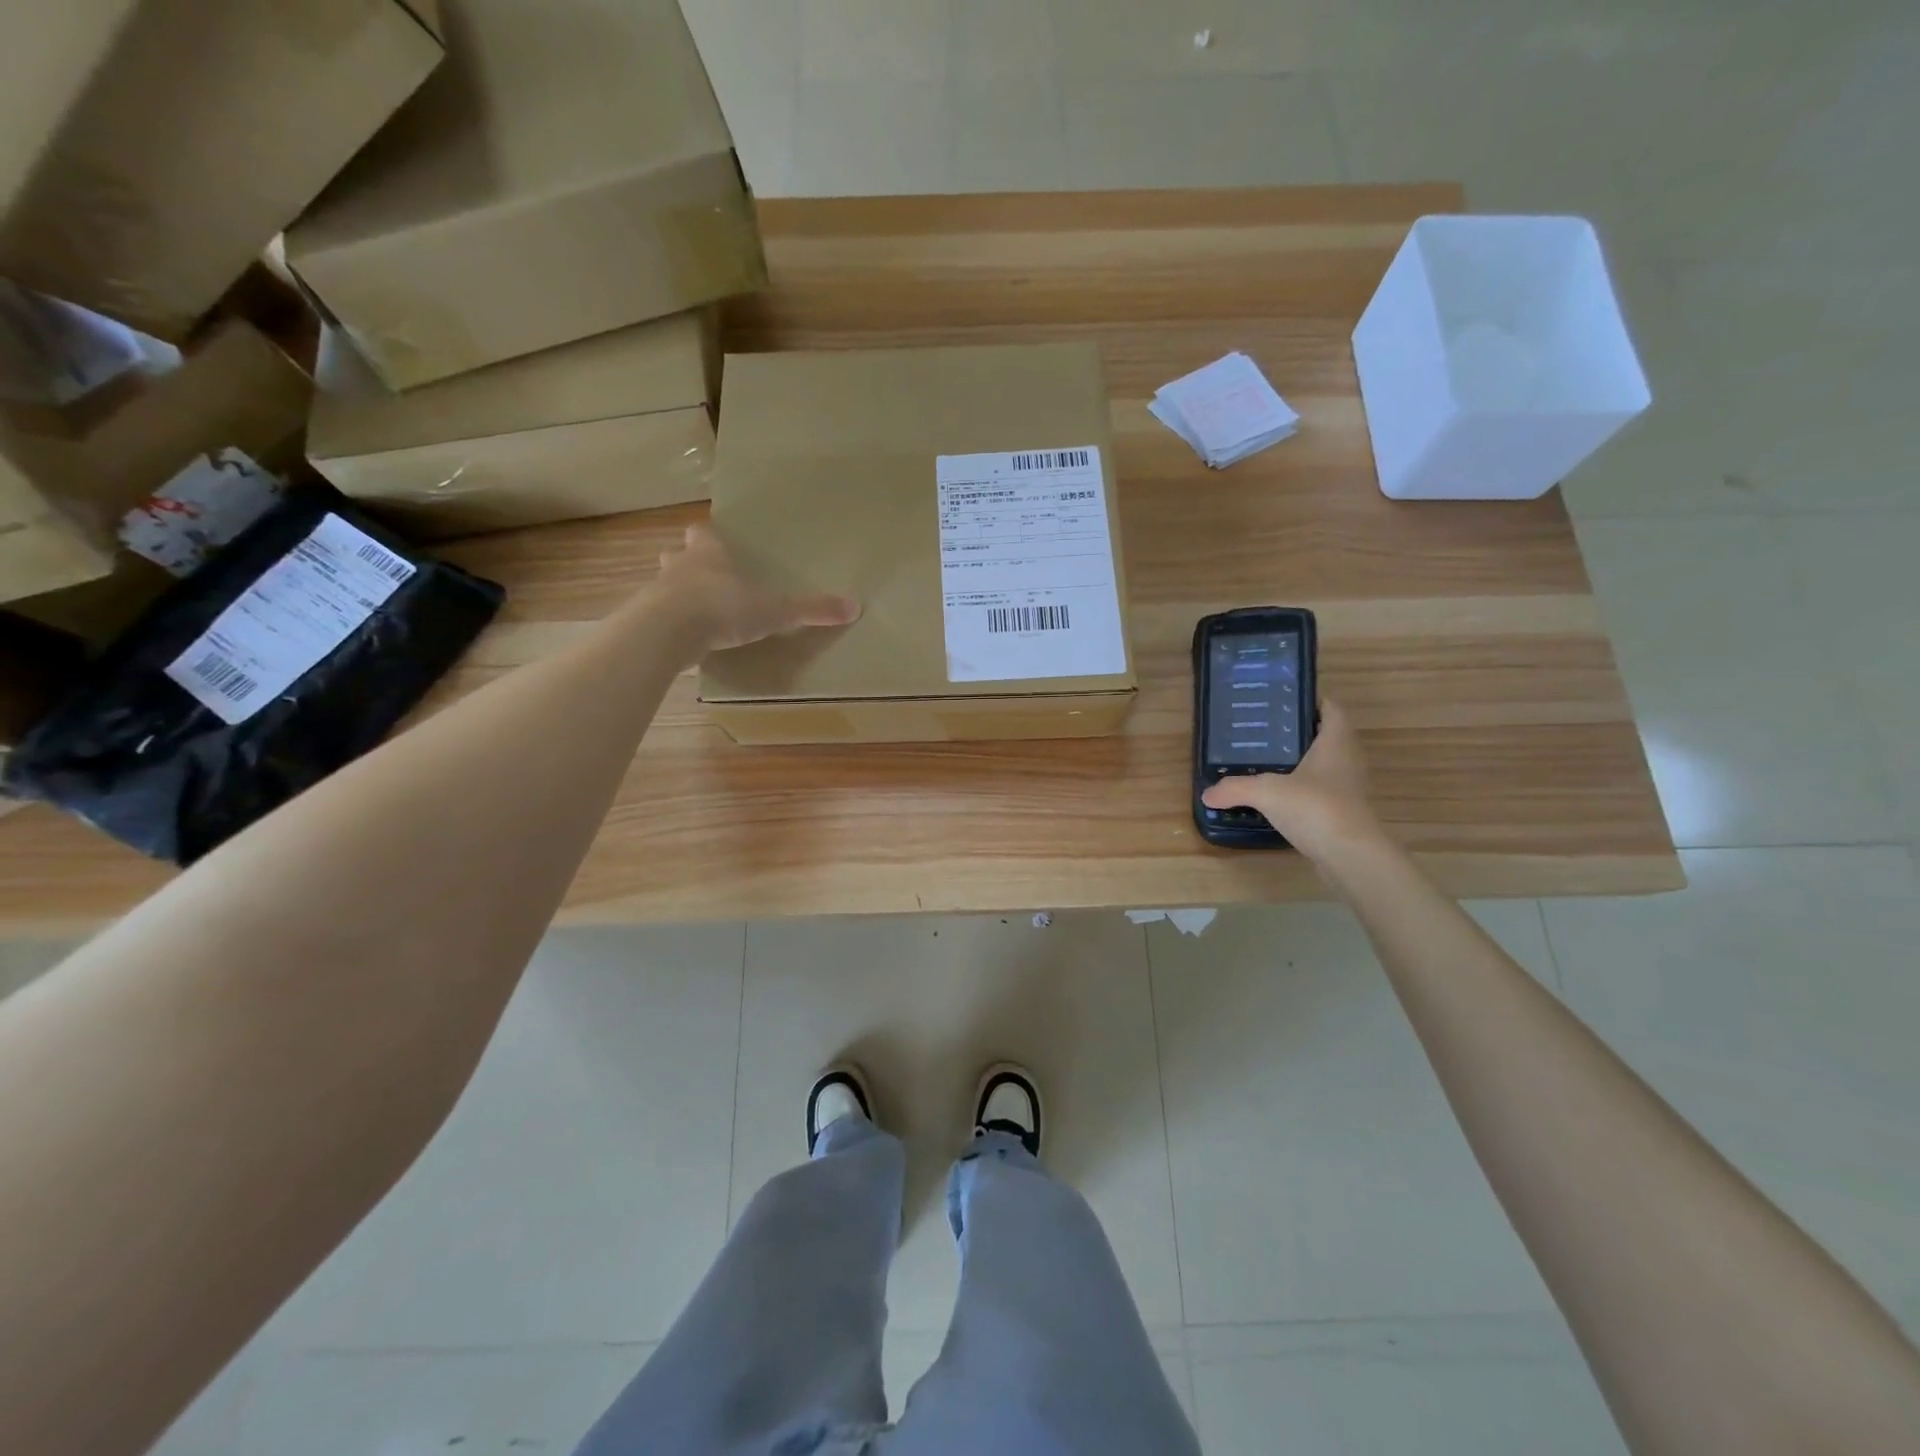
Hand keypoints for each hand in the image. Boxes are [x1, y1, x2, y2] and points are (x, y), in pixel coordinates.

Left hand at [651, 524, 860, 653]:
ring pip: (663, 585)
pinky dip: (668, 625)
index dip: (709, 537)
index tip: (718, 543)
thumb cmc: (723, 607)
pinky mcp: (645, 621)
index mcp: (709, 553)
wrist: (669, 631)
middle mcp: (679, 566)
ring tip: (694, 612)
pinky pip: (657, 618)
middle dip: (687, 563)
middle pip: (676, 554)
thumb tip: (855, 607)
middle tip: (705, 578)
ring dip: (675, 594)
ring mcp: (656, 592)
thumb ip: (811, 609)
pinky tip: (683, 640)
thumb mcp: (775, 610)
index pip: (703, 533)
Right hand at [1201, 699, 1383, 858]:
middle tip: (1265, 732)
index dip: (1312, 700)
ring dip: (1301, 762)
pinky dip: (1302, 789)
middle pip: (1327, 735)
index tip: (1283, 701)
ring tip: (1265, 762)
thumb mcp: (1267, 792)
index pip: (1331, 709)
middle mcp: (1347, 759)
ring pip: (1325, 764)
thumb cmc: (1316, 808)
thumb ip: (1235, 788)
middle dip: (1299, 732)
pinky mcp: (1344, 812)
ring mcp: (1349, 787)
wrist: (1351, 856)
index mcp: (1336, 741)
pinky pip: (1321, 790)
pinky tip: (1278, 797)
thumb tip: (1207, 793)